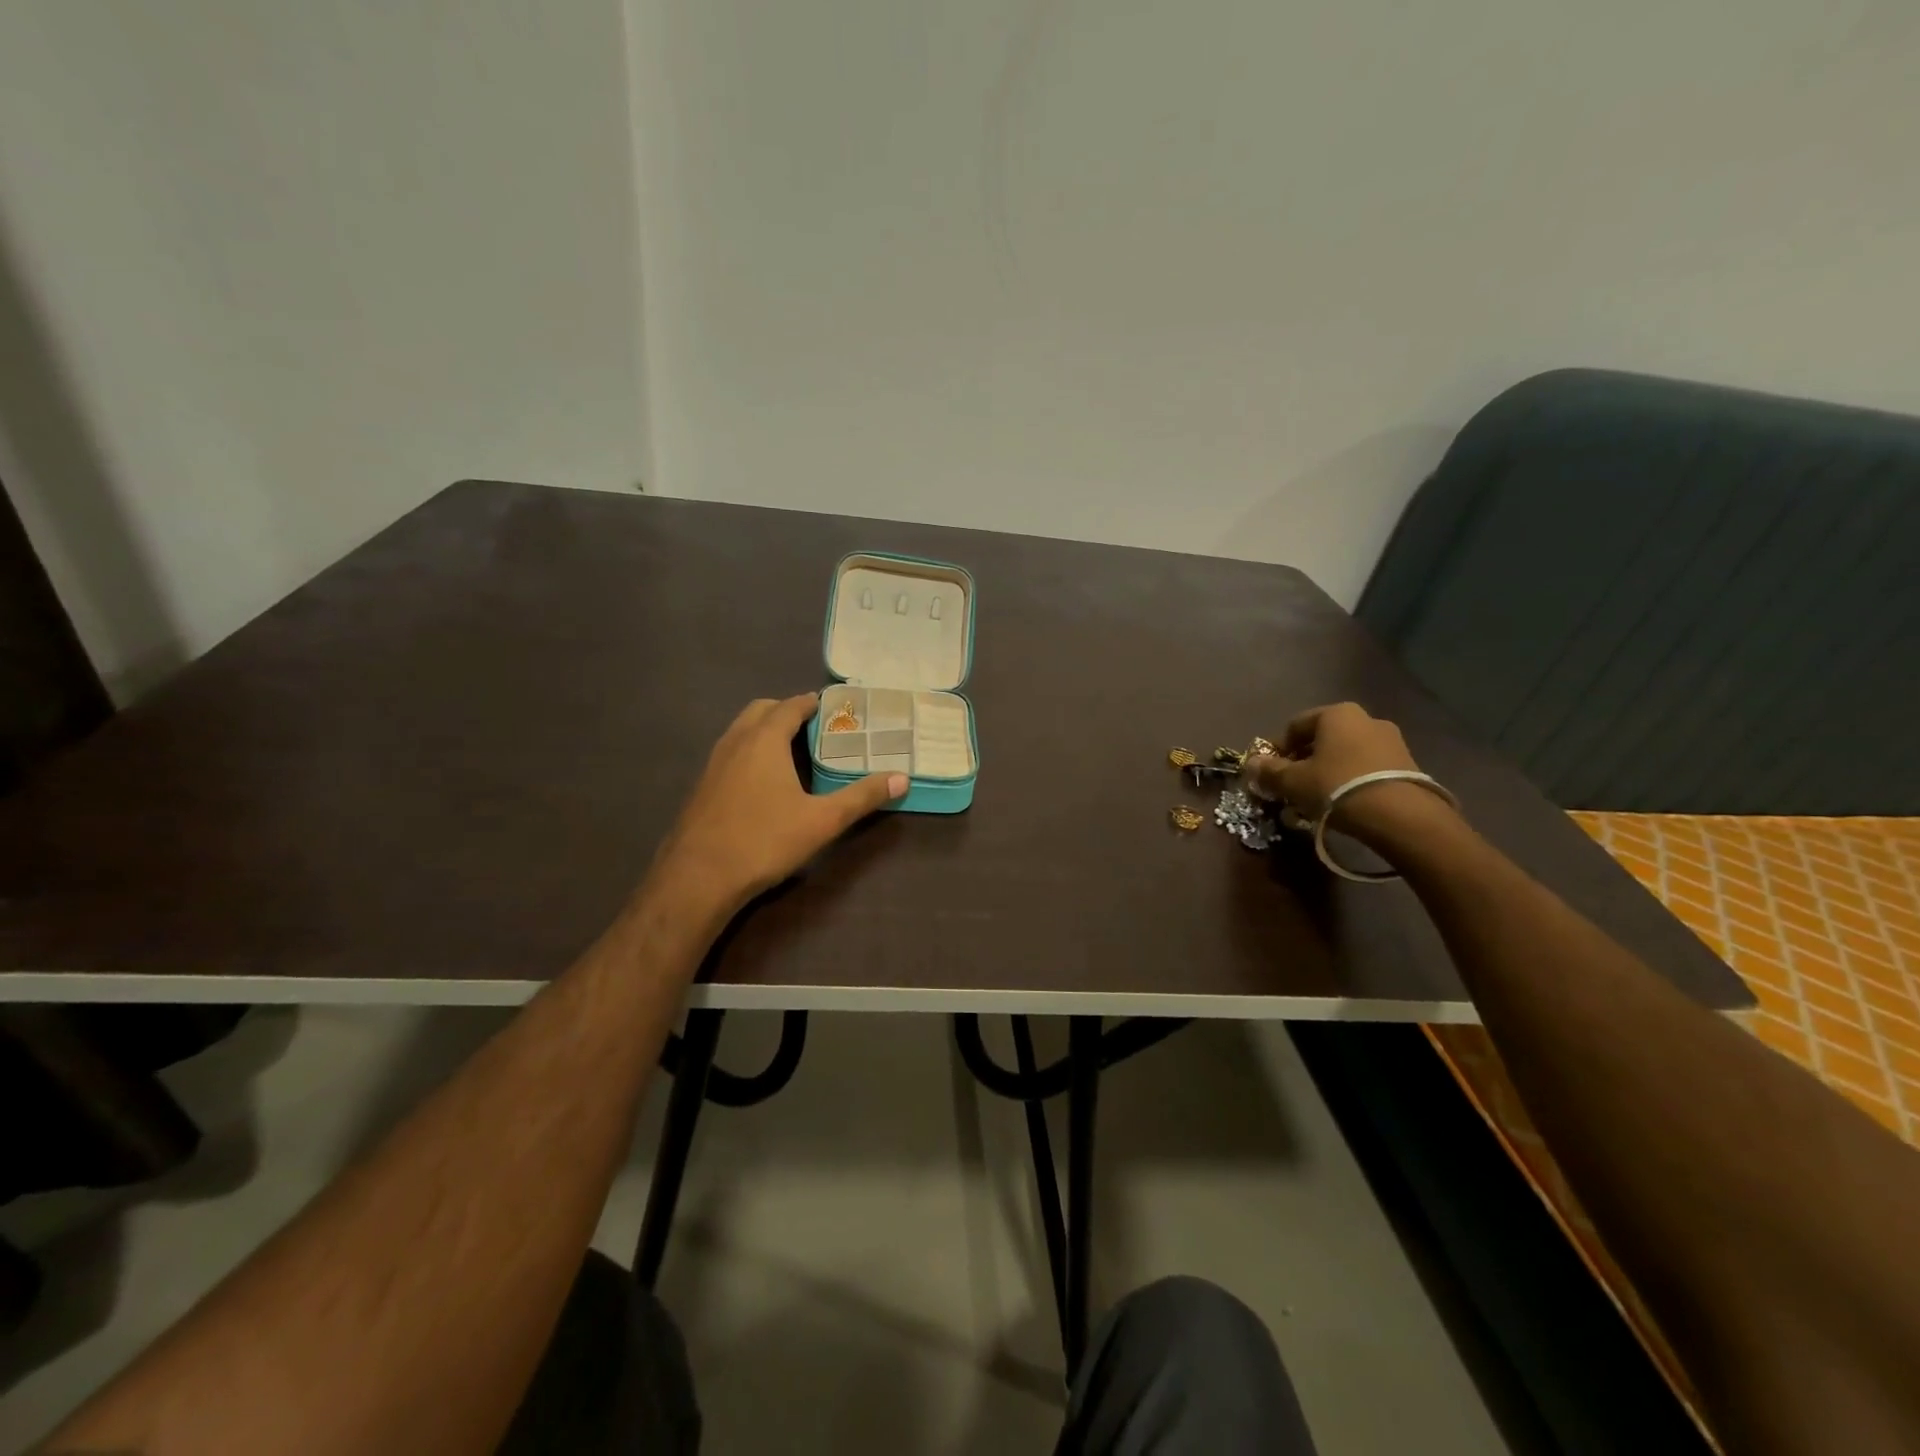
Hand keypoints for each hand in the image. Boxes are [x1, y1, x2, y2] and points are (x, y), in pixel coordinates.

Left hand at [651, 693, 906, 913]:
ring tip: (790, 751)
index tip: (830, 706)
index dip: (811, 703)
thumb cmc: (764, 840)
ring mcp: (713, 764)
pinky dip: (748, 751)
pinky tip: (761, 782)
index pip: (790, 706)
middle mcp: (736, 742)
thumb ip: (861, 797)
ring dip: (764, 730)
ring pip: (740, 731)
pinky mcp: (701, 787)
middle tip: (813, 727)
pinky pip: (729, 753)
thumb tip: (902, 779)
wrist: (698, 877)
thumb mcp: (822, 821)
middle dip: (786, 711)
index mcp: (764, 740)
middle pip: (761, 710)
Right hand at [1243, 702, 1421, 822]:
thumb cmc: (1337, 787)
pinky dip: (1352, 781)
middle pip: (1322, 739)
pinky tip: (1345, 804)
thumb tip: (1250, 764)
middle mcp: (1366, 719)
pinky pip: (1367, 768)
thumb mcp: (1293, 781)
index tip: (1271, 773)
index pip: (1295, 726)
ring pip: (1346, 754)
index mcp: (1336, 714)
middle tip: (1292, 787)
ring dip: (1328, 772)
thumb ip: (1269, 771)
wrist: (1400, 816)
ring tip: (1318, 800)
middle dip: (1304, 761)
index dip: (1277, 750)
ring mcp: (1391, 741)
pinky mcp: (1408, 764)